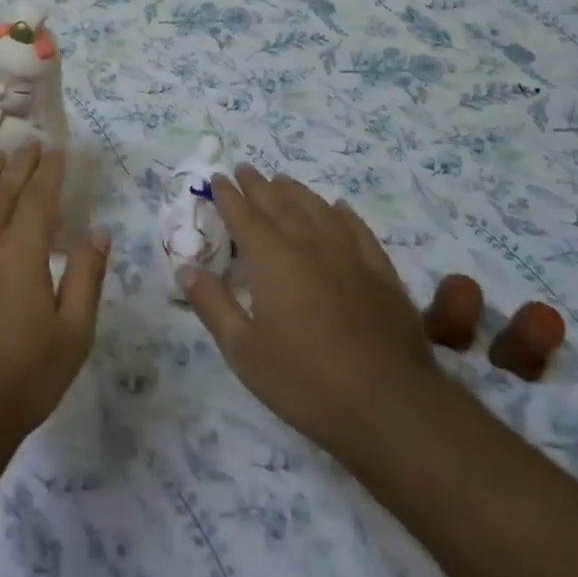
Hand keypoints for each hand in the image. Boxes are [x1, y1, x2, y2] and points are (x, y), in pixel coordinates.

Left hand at [0, 142, 108, 447]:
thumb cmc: (24, 377)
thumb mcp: (73, 334)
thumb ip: (86, 276)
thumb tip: (98, 231)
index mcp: (21, 252)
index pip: (37, 198)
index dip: (49, 171)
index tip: (56, 150)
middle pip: (2, 191)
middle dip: (19, 164)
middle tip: (31, 144)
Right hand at [181, 166, 444, 474]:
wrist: (391, 407)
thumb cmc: (305, 380)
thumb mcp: (243, 350)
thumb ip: (212, 304)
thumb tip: (186, 267)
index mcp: (273, 259)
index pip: (245, 216)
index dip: (228, 196)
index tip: (217, 177)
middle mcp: (310, 246)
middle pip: (280, 205)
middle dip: (259, 186)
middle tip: (244, 169)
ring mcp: (351, 258)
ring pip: (319, 210)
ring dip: (297, 192)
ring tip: (282, 180)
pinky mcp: (382, 275)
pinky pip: (358, 231)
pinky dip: (344, 214)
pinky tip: (338, 208)